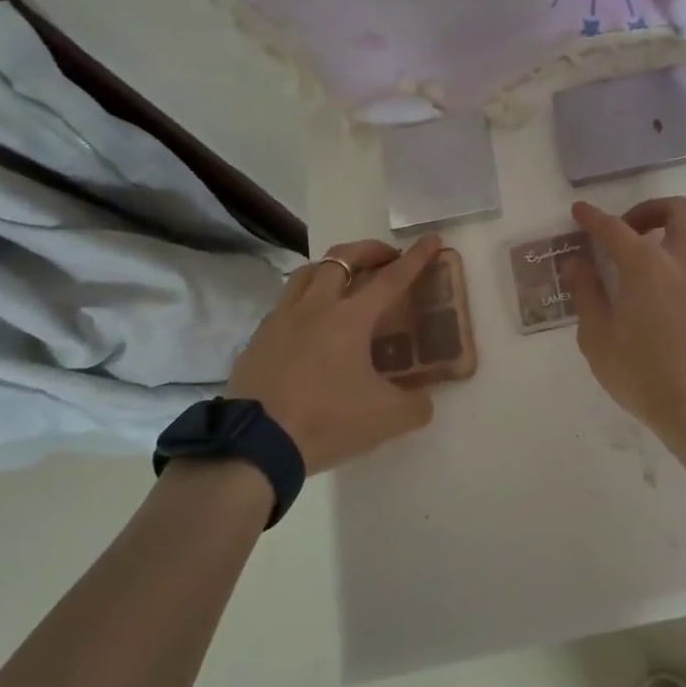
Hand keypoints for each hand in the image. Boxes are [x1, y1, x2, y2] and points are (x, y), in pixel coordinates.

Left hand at [226, 235, 442, 474]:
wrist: (254, 447)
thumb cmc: (326, 422)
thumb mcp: (386, 419)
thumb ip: (415, 405)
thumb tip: (423, 400)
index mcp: (350, 318)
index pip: (391, 279)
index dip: (415, 258)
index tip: (431, 240)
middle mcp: (316, 307)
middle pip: (343, 258)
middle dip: (369, 250)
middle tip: (386, 258)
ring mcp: (281, 320)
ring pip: (308, 272)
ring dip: (333, 267)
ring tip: (346, 280)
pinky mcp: (258, 339)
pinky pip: (285, 303)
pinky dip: (305, 299)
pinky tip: (310, 322)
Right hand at [565, 197, 685, 442]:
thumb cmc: (643, 374)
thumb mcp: (598, 337)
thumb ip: (586, 292)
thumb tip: (576, 262)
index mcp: (646, 265)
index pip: (614, 228)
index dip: (593, 217)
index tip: (579, 211)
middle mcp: (683, 262)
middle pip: (676, 211)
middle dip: (648, 210)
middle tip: (625, 232)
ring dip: (663, 243)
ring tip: (636, 279)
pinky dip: (676, 272)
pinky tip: (659, 308)